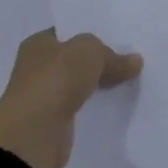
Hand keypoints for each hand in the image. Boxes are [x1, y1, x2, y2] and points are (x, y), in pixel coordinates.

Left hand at [0, 29, 142, 167]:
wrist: (33, 137)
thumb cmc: (55, 80)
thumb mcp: (90, 53)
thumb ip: (113, 55)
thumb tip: (135, 61)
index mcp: (38, 44)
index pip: (69, 32)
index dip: (93, 31)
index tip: (120, 35)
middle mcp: (37, 68)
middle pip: (75, 58)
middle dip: (99, 59)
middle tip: (131, 56)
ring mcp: (45, 96)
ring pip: (79, 83)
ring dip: (99, 83)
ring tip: (131, 77)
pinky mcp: (54, 122)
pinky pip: (81, 106)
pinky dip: (96, 105)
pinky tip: (118, 101)